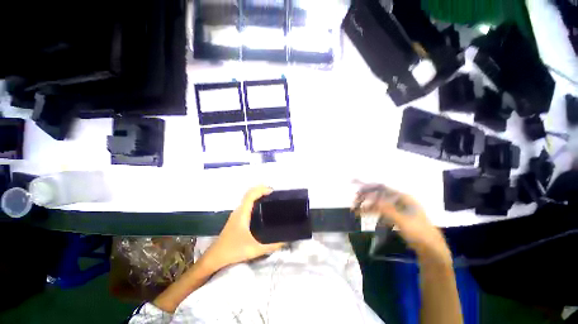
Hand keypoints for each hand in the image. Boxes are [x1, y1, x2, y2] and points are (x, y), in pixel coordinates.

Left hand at [202, 186, 284, 269]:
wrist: (215, 257)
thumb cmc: (234, 250)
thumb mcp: (255, 249)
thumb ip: (272, 246)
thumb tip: (286, 240)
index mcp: (242, 213)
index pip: (251, 195)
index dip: (261, 190)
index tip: (272, 191)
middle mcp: (239, 210)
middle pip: (249, 194)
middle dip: (261, 190)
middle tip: (273, 194)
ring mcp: (236, 214)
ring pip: (247, 199)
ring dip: (257, 195)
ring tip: (269, 199)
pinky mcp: (236, 218)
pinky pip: (246, 204)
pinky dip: (254, 201)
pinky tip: (261, 209)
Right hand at [352, 182, 451, 263]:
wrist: (431, 249)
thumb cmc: (419, 233)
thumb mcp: (403, 221)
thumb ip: (387, 210)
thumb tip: (372, 200)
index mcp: (404, 197)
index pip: (382, 188)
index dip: (369, 187)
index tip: (356, 188)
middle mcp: (400, 200)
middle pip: (379, 195)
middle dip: (366, 197)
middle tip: (354, 202)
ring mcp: (398, 208)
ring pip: (379, 203)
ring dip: (367, 206)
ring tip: (356, 211)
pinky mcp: (396, 216)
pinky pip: (381, 211)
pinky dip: (373, 212)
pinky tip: (366, 215)